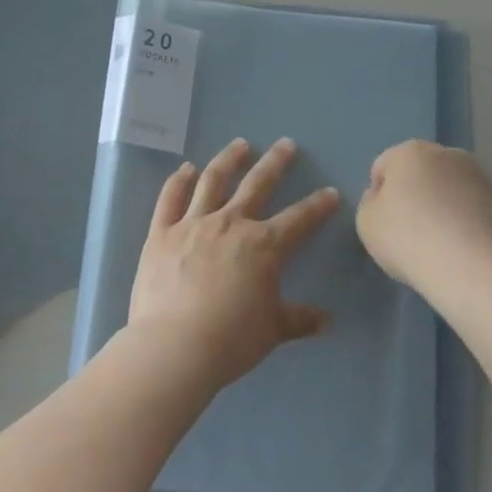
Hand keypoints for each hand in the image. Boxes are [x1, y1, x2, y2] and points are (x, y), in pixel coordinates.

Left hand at [126, 138, 339, 390]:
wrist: (174, 347)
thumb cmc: (231, 339)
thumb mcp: (273, 330)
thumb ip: (299, 319)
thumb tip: (326, 320)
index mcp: (264, 245)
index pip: (300, 219)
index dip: (318, 206)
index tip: (330, 192)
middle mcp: (230, 224)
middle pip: (257, 184)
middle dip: (275, 163)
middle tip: (286, 144)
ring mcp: (192, 224)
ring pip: (213, 181)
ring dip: (229, 159)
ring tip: (240, 145)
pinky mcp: (161, 233)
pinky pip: (170, 198)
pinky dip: (178, 180)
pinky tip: (186, 168)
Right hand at [357, 140, 491, 292]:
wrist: (470, 268)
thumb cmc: (408, 238)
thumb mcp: (366, 222)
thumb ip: (371, 202)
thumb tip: (385, 197)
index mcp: (411, 151)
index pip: (384, 166)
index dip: (378, 195)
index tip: (382, 223)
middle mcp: (449, 154)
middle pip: (422, 173)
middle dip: (415, 194)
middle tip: (409, 232)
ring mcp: (482, 178)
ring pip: (451, 190)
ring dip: (443, 207)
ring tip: (439, 244)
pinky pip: (474, 210)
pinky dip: (466, 223)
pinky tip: (461, 250)